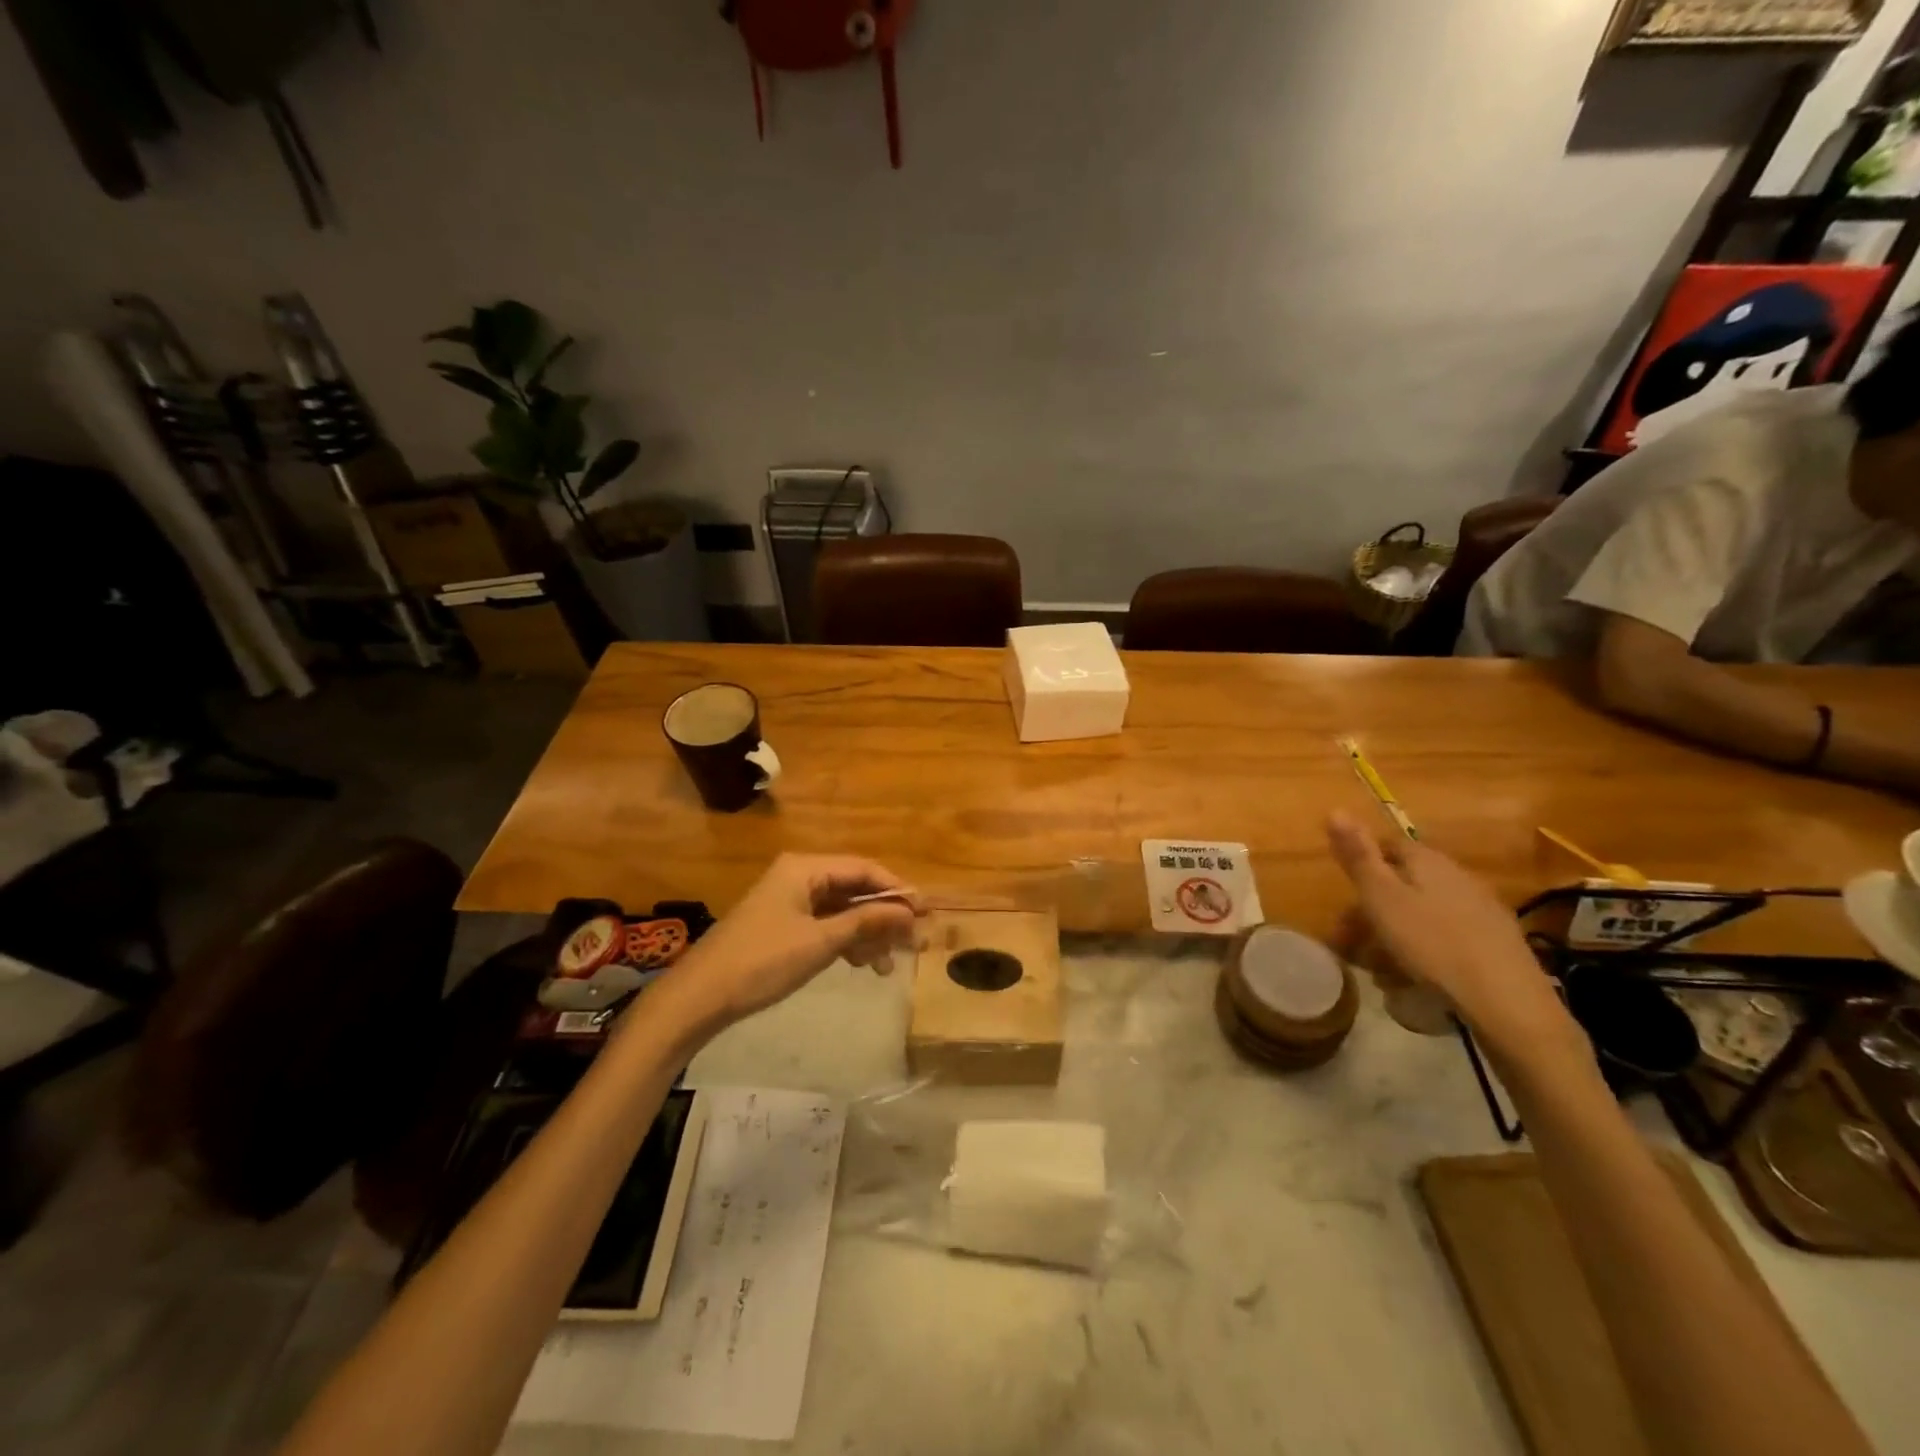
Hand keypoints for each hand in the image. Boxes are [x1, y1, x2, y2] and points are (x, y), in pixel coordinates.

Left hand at [656, 854, 923, 1031]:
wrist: (700, 997)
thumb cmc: (762, 962)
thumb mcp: (820, 942)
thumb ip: (866, 921)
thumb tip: (909, 912)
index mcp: (805, 869)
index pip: (863, 869)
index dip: (897, 890)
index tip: (925, 913)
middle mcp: (799, 876)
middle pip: (854, 889)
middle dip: (885, 915)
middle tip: (914, 943)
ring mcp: (790, 901)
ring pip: (842, 910)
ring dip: (867, 933)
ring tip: (887, 965)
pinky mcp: (783, 925)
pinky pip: (825, 925)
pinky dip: (846, 941)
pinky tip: (862, 964)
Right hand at [1326, 813, 1583, 1062]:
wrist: (1507, 1002)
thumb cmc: (1432, 944)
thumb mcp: (1381, 899)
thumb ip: (1358, 856)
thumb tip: (1335, 809)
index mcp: (1427, 860)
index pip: (1388, 845)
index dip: (1362, 866)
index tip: (1345, 896)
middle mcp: (1457, 875)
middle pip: (1405, 882)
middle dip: (1374, 909)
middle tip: (1351, 943)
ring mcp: (1481, 909)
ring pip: (1424, 912)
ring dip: (1397, 934)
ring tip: (1381, 971)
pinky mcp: (1496, 942)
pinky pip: (1447, 936)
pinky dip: (1426, 950)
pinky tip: (1420, 978)